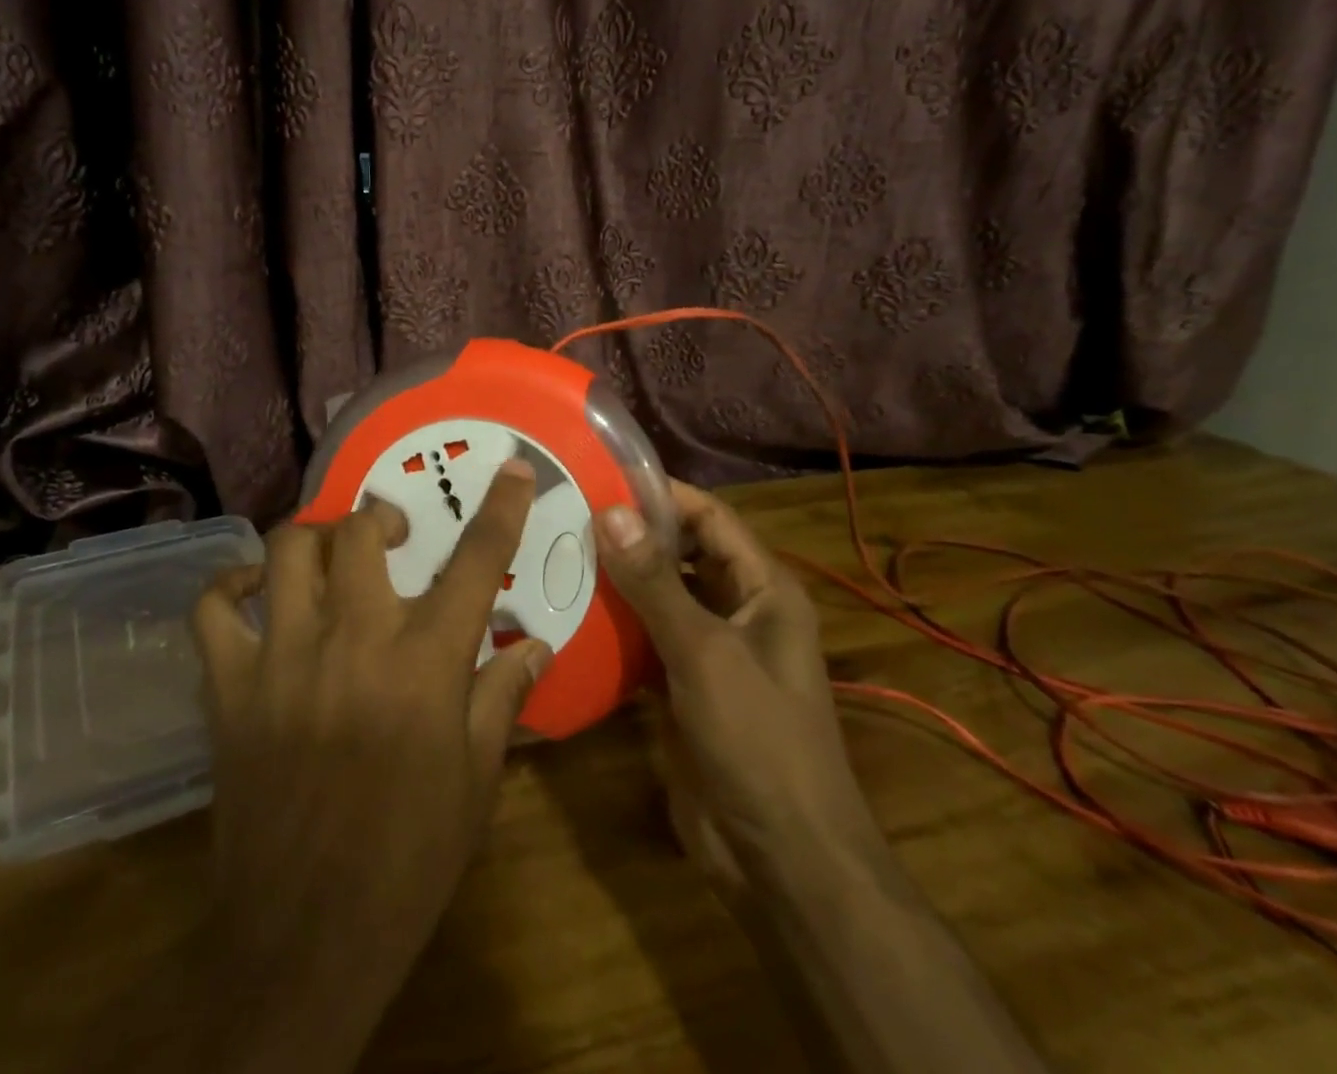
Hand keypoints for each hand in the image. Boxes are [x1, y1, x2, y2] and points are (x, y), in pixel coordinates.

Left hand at [188, 459, 552, 1073]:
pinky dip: (230, 585)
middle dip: (381, 518)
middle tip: (392, 536)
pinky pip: (213, 609)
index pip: (475, 563)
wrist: (305, 938)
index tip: (512, 469)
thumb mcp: (476, 782)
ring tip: (330, 553)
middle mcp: (352, 642)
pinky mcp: (229, 688)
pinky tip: (253, 590)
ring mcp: (282, 659)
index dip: (501, 509)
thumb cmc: (408, 860)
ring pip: (286, 552)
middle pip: (359, 534)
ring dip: (314, 538)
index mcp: (424, 664)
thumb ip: (502, 698)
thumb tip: (535, 645)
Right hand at [593, 481, 878, 902]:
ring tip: (555, 552)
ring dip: (616, 579)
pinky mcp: (681, 687)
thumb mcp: (704, 652)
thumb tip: (610, 510)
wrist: (780, 859)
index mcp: (763, 589)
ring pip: (658, 597)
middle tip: (566, 513)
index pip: (710, 518)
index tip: (602, 476)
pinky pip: (643, 640)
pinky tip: (566, 611)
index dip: (662, 494)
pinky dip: (612, 626)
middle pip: (681, 554)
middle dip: (631, 535)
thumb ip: (655, 582)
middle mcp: (738, 610)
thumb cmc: (757, 740)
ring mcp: (708, 651)